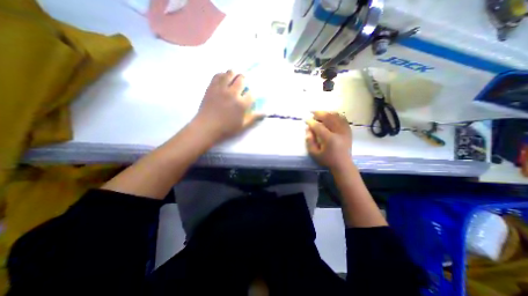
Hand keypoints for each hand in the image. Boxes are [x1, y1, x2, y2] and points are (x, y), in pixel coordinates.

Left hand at [193, 69, 263, 142]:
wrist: (206, 127)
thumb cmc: (226, 128)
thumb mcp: (243, 126)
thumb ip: (254, 118)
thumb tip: (265, 113)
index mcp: (241, 104)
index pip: (251, 93)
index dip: (252, 93)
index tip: (250, 95)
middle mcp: (232, 93)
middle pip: (242, 78)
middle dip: (245, 80)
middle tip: (243, 85)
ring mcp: (221, 89)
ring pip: (230, 73)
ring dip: (234, 74)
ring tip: (234, 79)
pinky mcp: (211, 87)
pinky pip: (218, 75)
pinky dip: (222, 75)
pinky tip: (224, 80)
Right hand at [306, 111, 349, 170]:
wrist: (343, 164)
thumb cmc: (327, 160)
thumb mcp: (314, 154)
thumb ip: (309, 141)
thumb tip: (308, 129)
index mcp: (329, 139)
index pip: (318, 126)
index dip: (311, 122)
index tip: (306, 119)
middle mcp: (338, 132)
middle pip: (328, 117)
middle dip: (319, 113)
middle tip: (312, 112)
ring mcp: (345, 130)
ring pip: (336, 116)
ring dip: (327, 113)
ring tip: (320, 113)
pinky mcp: (348, 131)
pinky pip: (343, 118)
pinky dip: (336, 115)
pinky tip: (331, 115)